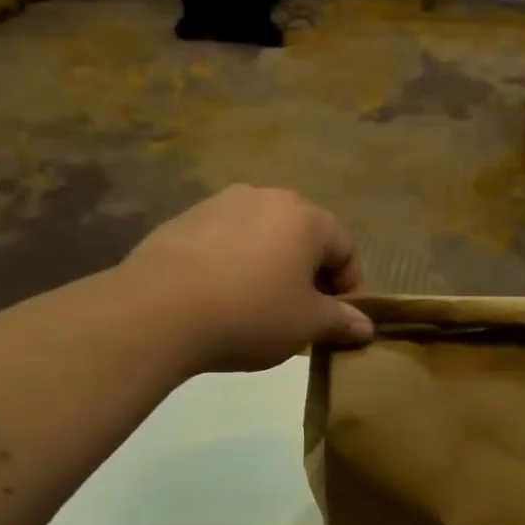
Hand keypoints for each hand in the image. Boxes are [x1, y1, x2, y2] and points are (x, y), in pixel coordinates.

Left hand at [120, 186, 372, 373]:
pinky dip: (236, 265)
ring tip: (259, 307)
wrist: (158, 311)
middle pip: (304, 237)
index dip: (349, 287)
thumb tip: (366, 327)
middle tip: (301, 314)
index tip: (337, 319)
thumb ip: (342, 321)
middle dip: (310, 275)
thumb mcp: (307, 325)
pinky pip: (227, 242)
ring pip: (264, 237)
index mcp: (306, 218)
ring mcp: (221, 204)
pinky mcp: (184, 219)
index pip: (346, 248)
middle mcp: (267, 198)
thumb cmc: (251, 314)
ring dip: (272, 267)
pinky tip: (222, 298)